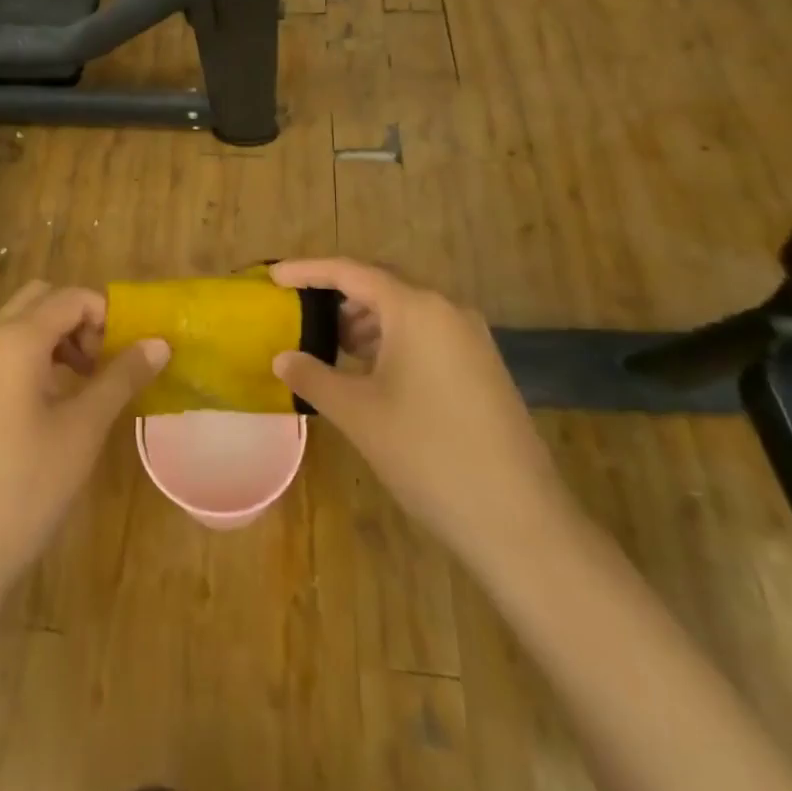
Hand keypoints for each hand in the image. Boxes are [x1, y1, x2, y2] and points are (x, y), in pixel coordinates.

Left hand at [0, 281, 168, 593]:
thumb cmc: (26, 485)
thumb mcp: (84, 428)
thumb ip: (122, 377)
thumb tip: (160, 342)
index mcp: (16, 339)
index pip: (71, 298)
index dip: (107, 315)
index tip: (129, 354)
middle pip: (42, 299)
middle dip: (80, 318)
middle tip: (105, 361)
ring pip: (22, 324)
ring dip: (59, 336)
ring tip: (89, 382)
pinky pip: (6, 350)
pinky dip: (37, 355)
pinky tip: (57, 400)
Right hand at [269, 259, 569, 561]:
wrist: (519, 519)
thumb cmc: (428, 454)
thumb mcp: (358, 413)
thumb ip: (313, 377)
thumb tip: (282, 359)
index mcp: (416, 308)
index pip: (350, 272)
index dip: (307, 270)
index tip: (272, 277)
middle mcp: (447, 310)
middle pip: (380, 285)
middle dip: (337, 295)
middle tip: (301, 312)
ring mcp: (471, 338)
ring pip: (405, 311)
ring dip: (365, 321)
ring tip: (332, 346)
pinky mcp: (482, 365)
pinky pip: (427, 334)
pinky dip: (392, 341)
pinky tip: (372, 371)